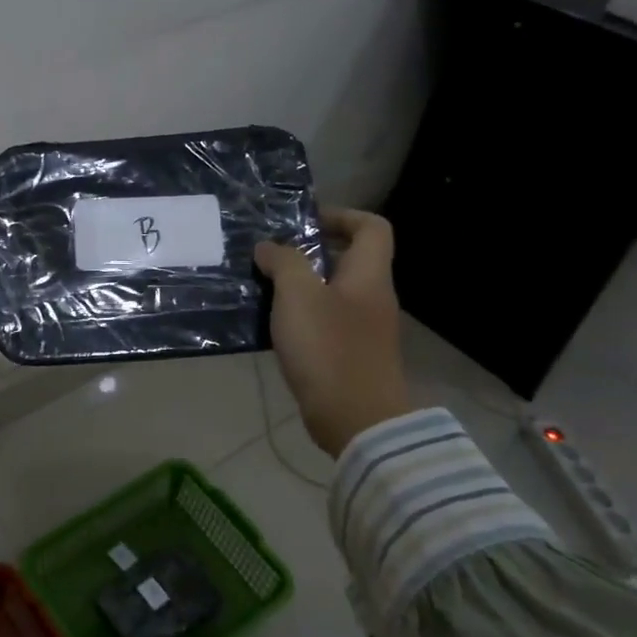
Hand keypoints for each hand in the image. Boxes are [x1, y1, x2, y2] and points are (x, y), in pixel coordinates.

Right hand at [254, 209, 410, 458]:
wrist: (356, 420)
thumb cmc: (329, 348)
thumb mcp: (298, 295)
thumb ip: (284, 262)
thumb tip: (269, 248)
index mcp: (368, 275)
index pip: (372, 227)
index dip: (341, 216)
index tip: (303, 224)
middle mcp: (372, 297)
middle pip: (349, 259)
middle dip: (309, 252)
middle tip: (271, 256)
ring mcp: (364, 329)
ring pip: (333, 292)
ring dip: (300, 285)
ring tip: (264, 287)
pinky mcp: (350, 355)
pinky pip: (326, 321)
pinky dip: (301, 316)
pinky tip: (273, 325)